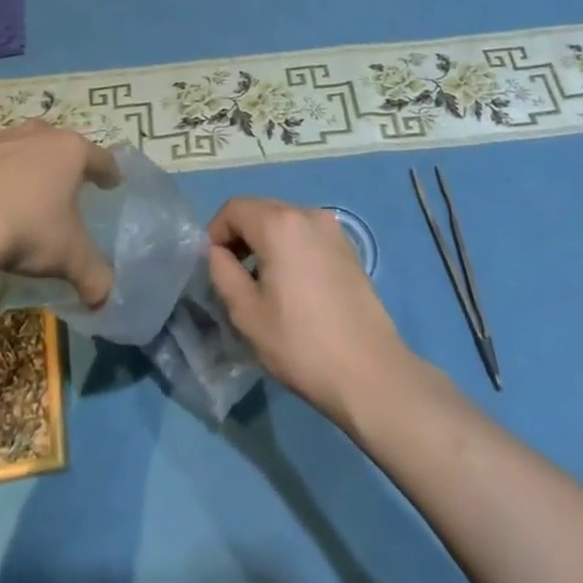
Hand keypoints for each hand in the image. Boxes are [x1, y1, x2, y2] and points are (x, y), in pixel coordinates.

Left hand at [0, 121, 118, 305]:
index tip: (111, 184)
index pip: (100, 158)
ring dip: (19, 163)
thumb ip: (94, 276)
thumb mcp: (70, 258)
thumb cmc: (26, 232)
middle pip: (55, 142)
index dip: (108, 173)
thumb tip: (103, 298)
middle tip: (62, 185)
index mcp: (69, 152)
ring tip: (18, 191)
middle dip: (61, 160)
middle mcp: (33, 136)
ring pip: (13, 145)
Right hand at [206, 196, 407, 427]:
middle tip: (232, 276)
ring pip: (285, 223)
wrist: (370, 374)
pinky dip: (290, 249)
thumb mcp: (246, 312)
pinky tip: (292, 288)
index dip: (215, 232)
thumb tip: (218, 253)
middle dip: (239, 236)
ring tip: (261, 285)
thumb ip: (222, 272)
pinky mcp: (349, 250)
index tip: (212, 266)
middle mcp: (308, 215)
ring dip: (265, 243)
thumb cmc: (300, 343)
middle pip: (261, 211)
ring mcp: (333, 231)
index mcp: (280, 224)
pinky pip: (307, 236)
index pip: (234, 209)